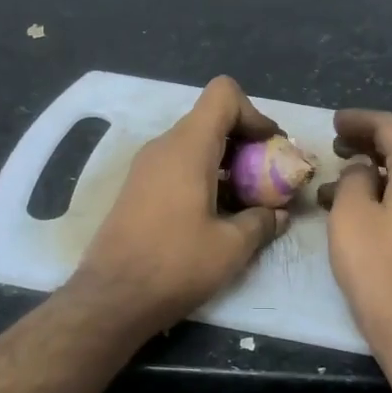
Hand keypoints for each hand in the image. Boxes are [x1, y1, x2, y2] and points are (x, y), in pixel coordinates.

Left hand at [71, 76, 290, 334]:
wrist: (112, 298)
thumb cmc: (175, 265)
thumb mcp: (232, 247)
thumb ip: (262, 221)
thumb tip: (279, 214)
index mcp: (188, 147)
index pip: (223, 94)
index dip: (254, 114)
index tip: (270, 150)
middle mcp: (163, 146)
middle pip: (211, 120)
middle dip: (245, 143)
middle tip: (267, 179)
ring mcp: (146, 167)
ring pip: (194, 144)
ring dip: (225, 163)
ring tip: (246, 201)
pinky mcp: (137, 188)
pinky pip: (177, 165)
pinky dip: (203, 176)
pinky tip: (216, 215)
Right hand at [319, 109, 391, 360]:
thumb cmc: (382, 272)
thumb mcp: (351, 218)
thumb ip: (354, 180)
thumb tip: (364, 170)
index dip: (360, 120)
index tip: (334, 123)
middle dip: (368, 146)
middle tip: (336, 150)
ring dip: (377, 176)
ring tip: (339, 189)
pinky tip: (368, 216)